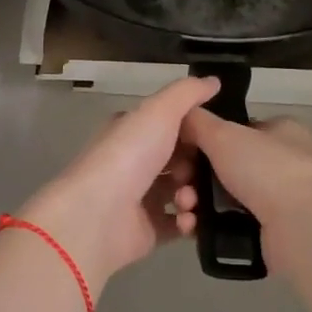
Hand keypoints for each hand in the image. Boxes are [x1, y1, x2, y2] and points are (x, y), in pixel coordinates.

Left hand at [18, 76, 218, 286]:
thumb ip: (187, 93)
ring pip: (181, 193)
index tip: (215, 137)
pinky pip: (177, 225)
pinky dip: (188, 222)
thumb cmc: (128, 156)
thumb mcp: (160, 111)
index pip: (169, 126)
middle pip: (179, 161)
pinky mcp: (146, 230)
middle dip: (197, 166)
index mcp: (132, 132)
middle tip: (203, 172)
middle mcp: (134, 163)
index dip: (194, 131)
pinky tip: (187, 220)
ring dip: (194, 195)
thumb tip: (213, 80)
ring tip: (188, 199)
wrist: (97, 214)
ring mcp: (139, 199)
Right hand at [181, 108, 311, 231]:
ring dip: (196, 203)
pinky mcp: (271, 232)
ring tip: (186, 212)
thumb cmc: (267, 170)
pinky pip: (228, 225)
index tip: (182, 153)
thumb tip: (179, 117)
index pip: (236, 130)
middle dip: (194, 178)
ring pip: (223, 198)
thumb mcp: (224, 135)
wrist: (303, 228)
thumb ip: (197, 122)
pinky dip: (208, 226)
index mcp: (282, 131)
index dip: (205, 139)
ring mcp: (279, 201)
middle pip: (224, 167)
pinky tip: (192, 228)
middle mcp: (283, 163)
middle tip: (179, 187)